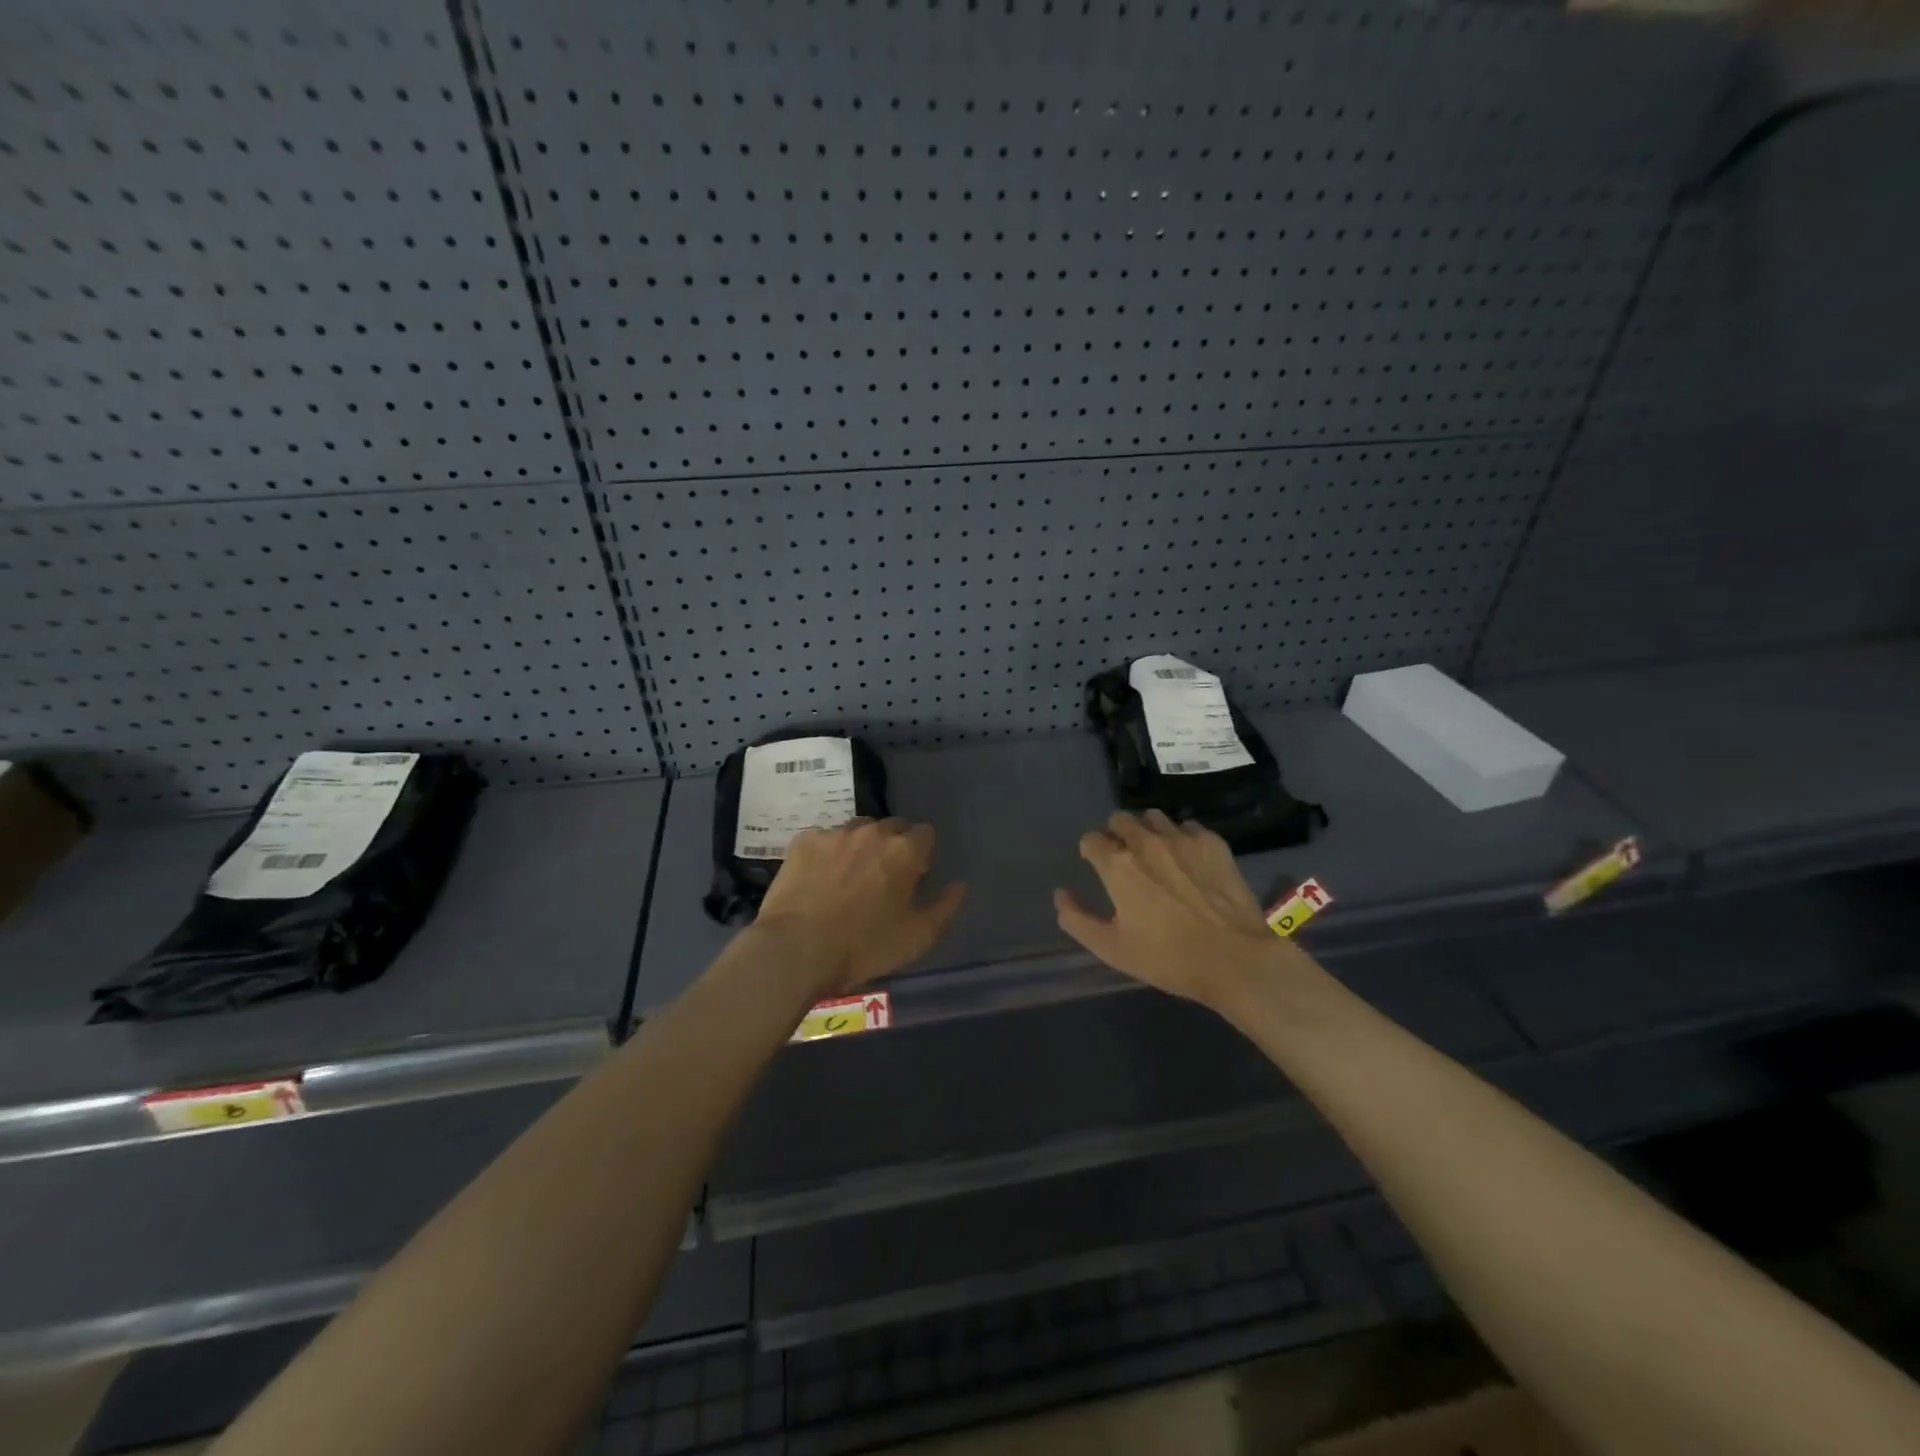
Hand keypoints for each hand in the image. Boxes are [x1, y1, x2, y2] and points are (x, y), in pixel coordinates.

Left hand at [752, 819, 966, 1000]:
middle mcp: (872, 832)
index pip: (925, 833)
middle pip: (891, 827)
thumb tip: (959, 885)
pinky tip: (818, 879)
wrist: (796, 949)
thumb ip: (946, 907)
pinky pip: (824, 840)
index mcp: (904, 851)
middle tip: (881, 879)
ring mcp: (834, 834)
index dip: (922, 854)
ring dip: (860, 846)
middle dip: (892, 846)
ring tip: (848, 877)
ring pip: (857, 830)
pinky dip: (827, 854)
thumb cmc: (864, 947)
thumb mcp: (918, 938)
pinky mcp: (803, 841)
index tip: (914, 876)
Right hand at [1054, 810, 1305, 1008]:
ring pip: (1153, 818)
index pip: (1091, 840)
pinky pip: (1187, 826)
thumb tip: (1060, 895)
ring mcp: (1182, 838)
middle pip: (1120, 820)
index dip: (1090, 852)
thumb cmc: (1167, 959)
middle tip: (1126, 860)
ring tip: (1157, 855)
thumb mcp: (1112, 949)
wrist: (1235, 959)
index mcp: (1117, 865)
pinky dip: (1181, 837)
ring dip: (1148, 831)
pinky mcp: (1212, 842)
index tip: (1097, 866)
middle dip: (1116, 835)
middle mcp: (1145, 841)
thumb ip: (1077, 920)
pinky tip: (1188, 861)